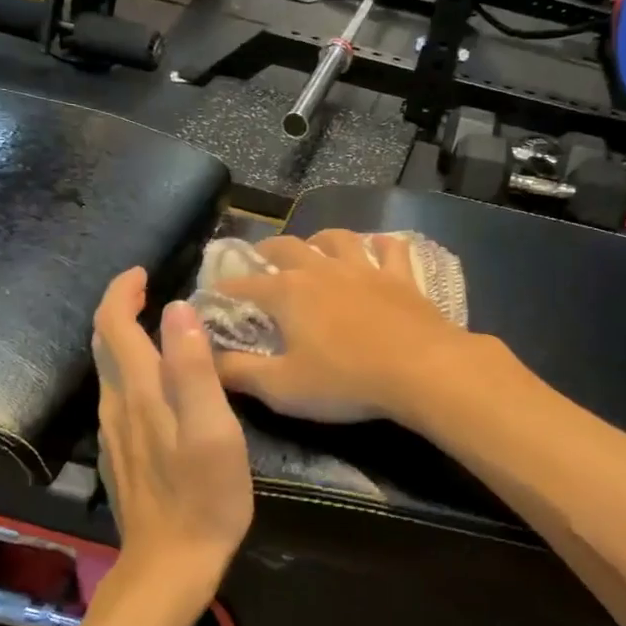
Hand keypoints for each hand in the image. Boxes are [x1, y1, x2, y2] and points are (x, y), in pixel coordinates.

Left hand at [92, 269, 252, 591]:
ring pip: (109, 371)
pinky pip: (118, 396)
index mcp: (140, 391)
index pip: (114, 325)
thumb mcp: (213, 429)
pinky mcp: (120, 455)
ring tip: (156, 327)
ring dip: (124, 339)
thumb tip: (178, 309)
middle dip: (119, 309)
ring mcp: (114, 433)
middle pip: (104, 344)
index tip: (143, 272)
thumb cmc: (204, 496)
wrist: (171, 564)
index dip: (122, 292)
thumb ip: (194, 368)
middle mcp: (116, 405)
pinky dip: (130, 370)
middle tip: (148, 290)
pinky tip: (156, 383)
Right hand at [212, 230, 477, 424]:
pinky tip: (377, 248)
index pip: (242, 286)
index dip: (223, 291)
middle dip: (265, 253)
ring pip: (336, 238)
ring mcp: (364, 268)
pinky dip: (378, 245)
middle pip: (286, 248)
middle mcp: (321, 269)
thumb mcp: (282, 387)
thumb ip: (238, 372)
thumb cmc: (345, 381)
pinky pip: (389, 248)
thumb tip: (204, 359)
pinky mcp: (400, 276)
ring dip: (319, 241)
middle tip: (259, 263)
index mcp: (287, 293)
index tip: (211, 298)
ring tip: (314, 250)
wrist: (422, 369)